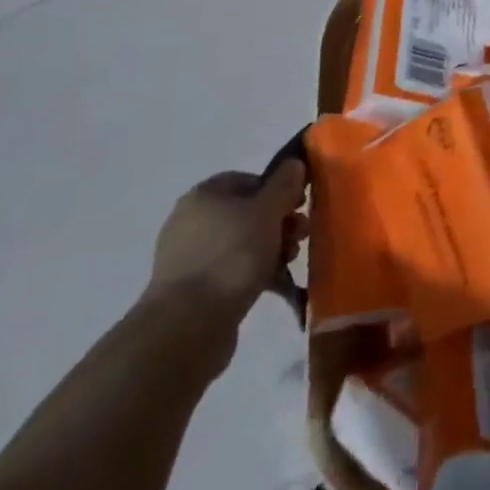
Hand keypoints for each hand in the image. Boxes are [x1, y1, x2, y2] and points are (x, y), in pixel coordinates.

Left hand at [145, 162, 306, 324]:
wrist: (188, 326)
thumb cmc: (231, 256)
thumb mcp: (267, 211)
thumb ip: (284, 185)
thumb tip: (294, 164)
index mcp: (203, 196)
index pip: (247, 179)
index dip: (277, 188)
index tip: (298, 205)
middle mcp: (192, 222)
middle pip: (248, 212)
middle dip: (280, 222)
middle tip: (300, 236)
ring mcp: (191, 257)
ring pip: (244, 243)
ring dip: (272, 248)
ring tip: (288, 263)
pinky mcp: (195, 290)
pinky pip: (233, 271)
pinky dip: (255, 273)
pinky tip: (274, 284)